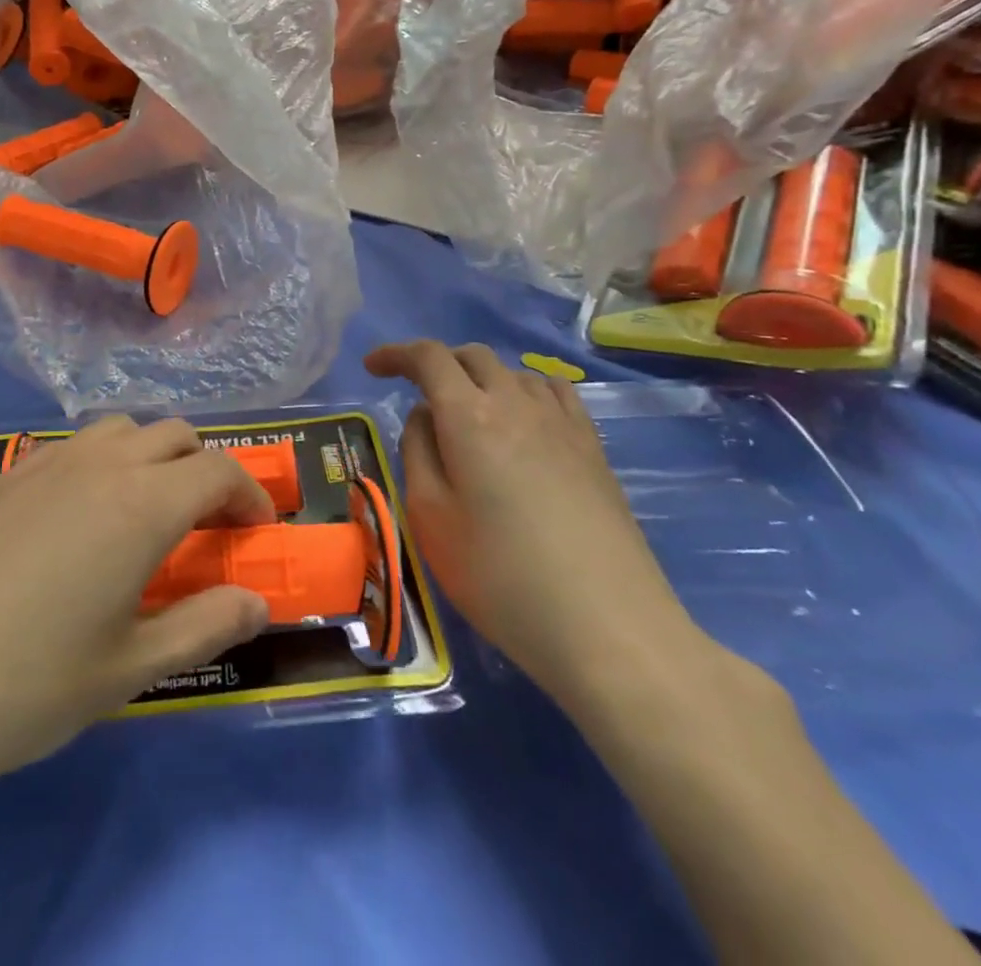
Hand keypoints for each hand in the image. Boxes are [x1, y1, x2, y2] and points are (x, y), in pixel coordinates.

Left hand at [0, 416, 273, 843]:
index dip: (250, 493)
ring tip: (142, 517)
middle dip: (203, 467)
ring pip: (118, 431)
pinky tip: (72, 527)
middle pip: (172, 433)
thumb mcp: (123, 672)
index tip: (258, 529)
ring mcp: (39, 464)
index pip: (218, 470)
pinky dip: (99, 467)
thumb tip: (257, 601)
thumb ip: (201, 626)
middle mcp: (96, 465)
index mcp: (140, 504)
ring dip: (150, 458)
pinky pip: (69, 450)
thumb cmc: (13, 686)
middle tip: (203, 524)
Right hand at [364, 341, 706, 715]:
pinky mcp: (593, 447)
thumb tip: (425, 416)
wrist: (607, 627)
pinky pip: (554, 391)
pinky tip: (524, 419)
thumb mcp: (430, 518)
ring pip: (513, 371)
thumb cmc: (500, 577)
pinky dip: (524, 390)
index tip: (373, 366)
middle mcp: (516, 403)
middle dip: (437, 363)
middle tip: (416, 393)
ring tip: (468, 413)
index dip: (396, 354)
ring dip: (480, 378)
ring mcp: (562, 422)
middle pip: (472, 356)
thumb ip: (418, 453)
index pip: (428, 357)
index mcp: (468, 416)